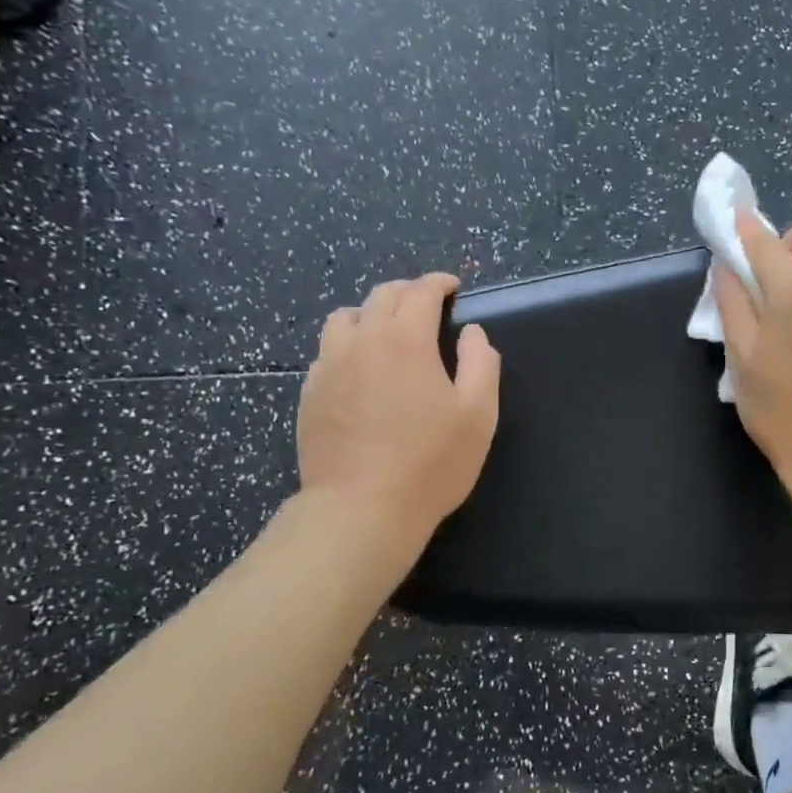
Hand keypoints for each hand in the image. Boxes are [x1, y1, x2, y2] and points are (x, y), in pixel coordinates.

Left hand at [297, 273, 500, 540]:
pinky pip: (327, 352)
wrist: (361, 509)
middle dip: (407, 292)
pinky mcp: (309, 393)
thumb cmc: (431, 463)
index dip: (439, 283)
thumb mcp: (478, 415)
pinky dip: (348, 346)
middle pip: (381, 297)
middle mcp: (362, 342)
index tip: (453, 287)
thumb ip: (481, 364)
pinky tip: (360, 370)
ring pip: (344, 319)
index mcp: (405, 340)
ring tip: (386, 331)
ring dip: (370, 314)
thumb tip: (472, 333)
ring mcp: (328, 366)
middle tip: (426, 304)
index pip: (420, 292)